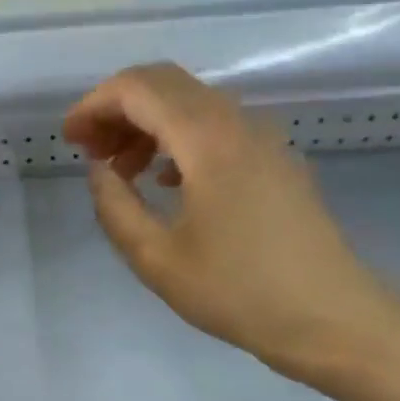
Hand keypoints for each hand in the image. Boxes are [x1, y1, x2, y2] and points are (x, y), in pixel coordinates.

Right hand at [63, 63, 389, 383]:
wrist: (330, 316)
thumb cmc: (237, 291)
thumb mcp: (156, 258)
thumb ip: (115, 206)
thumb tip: (98, 170)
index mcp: (206, 139)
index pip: (138, 88)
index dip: (94, 105)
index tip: (69, 139)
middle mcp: (237, 121)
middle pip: (165, 83)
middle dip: (117, 108)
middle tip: (89, 150)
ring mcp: (263, 136)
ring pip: (191, 102)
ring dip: (147, 123)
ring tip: (121, 170)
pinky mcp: (276, 157)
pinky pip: (216, 125)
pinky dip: (178, 137)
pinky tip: (165, 180)